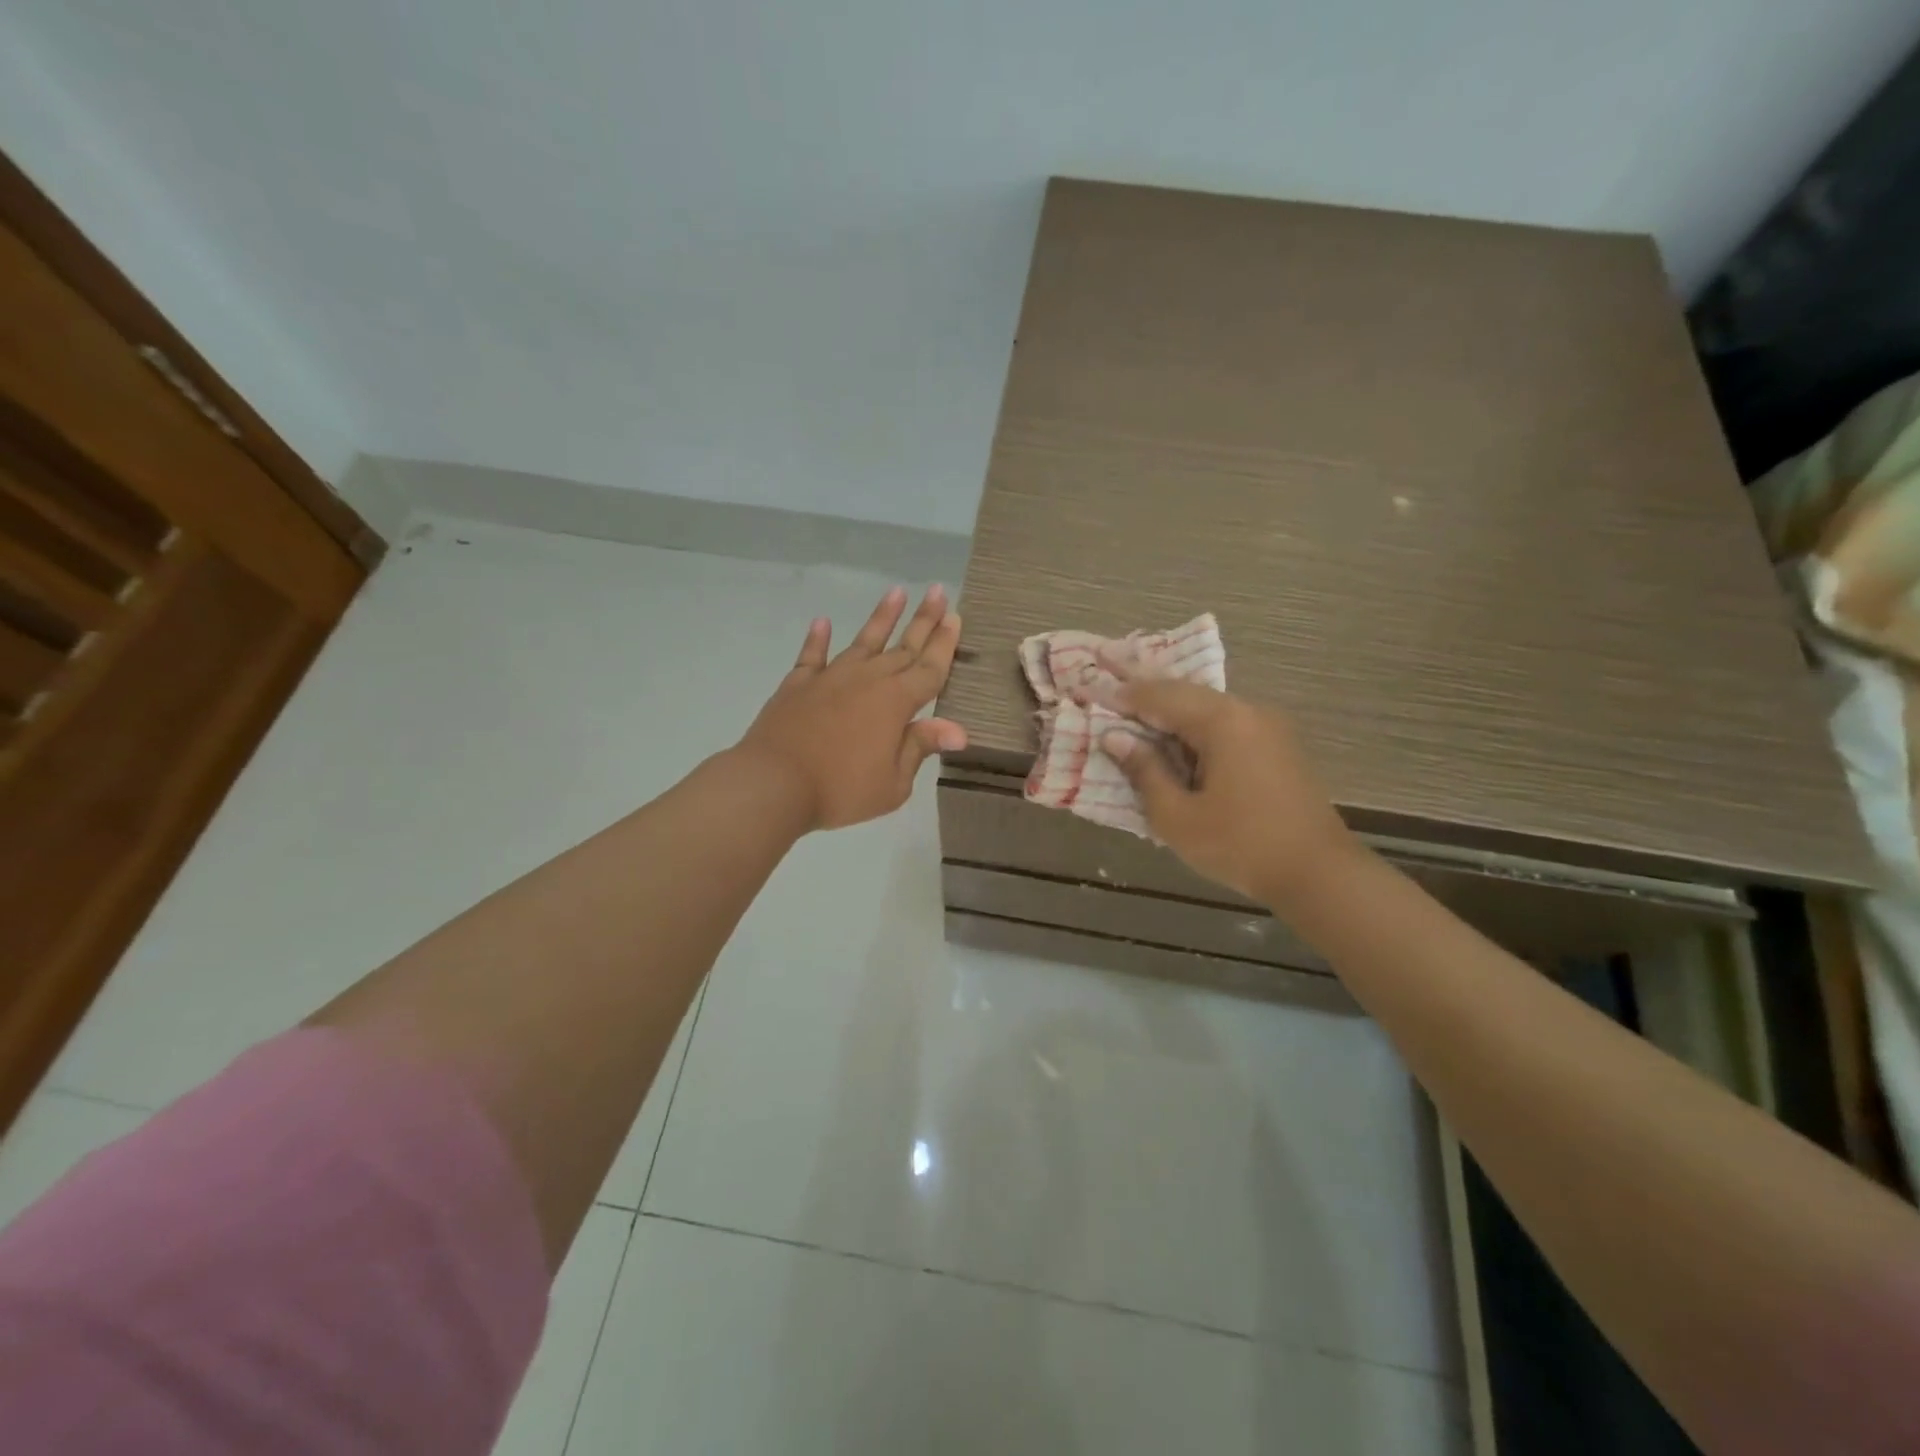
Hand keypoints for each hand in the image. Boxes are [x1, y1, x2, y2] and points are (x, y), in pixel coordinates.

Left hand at [736, 585, 966, 831]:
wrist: (774, 782)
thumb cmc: (841, 789)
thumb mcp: (893, 783)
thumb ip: (920, 747)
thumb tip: (958, 729)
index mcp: (896, 702)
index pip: (930, 668)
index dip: (945, 643)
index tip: (956, 616)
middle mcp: (868, 679)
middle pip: (903, 646)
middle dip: (924, 619)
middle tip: (937, 591)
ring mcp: (831, 677)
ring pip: (863, 641)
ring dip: (881, 617)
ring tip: (896, 591)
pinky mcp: (798, 684)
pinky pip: (812, 655)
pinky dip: (818, 638)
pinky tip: (823, 622)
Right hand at [1098, 677, 1355, 904]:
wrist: (1319, 874)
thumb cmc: (1240, 846)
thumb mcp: (1177, 816)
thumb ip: (1144, 771)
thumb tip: (1115, 738)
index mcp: (1222, 721)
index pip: (1161, 696)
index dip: (1125, 697)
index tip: (1094, 696)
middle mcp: (1248, 711)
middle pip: (1187, 695)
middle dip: (1148, 699)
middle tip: (1111, 701)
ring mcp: (1269, 727)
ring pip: (1208, 709)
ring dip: (1173, 716)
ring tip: (1138, 725)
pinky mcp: (1279, 746)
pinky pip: (1227, 725)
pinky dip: (1197, 730)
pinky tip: (1179, 747)